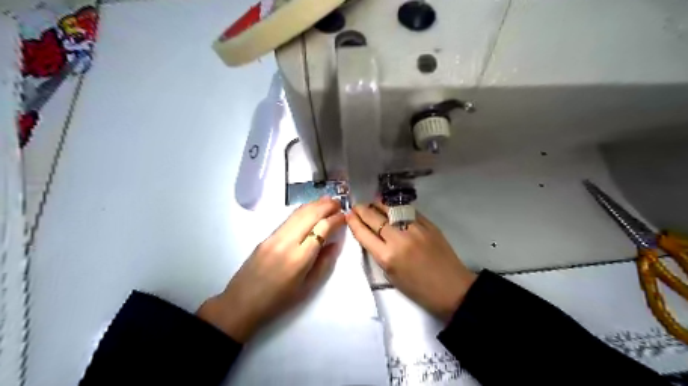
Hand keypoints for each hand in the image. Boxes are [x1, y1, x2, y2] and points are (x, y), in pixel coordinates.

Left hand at [199, 197, 349, 341]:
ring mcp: (274, 237)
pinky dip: (303, 210)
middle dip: (326, 206)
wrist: (242, 303)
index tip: (345, 217)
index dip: (335, 220)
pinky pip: (289, 218)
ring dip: (315, 204)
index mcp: (299, 258)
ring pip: (298, 213)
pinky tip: (310, 209)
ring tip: (328, 200)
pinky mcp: (266, 236)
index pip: (322, 229)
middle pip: (310, 215)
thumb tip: (335, 243)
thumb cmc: (279, 301)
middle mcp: (287, 242)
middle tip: (339, 203)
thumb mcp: (308, 287)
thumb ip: (324, 263)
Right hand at [347, 204, 476, 321]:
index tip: (348, 215)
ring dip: (378, 205)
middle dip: (362, 210)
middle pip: (374, 219)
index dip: (354, 223)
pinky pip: (408, 211)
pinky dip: (397, 208)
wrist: (452, 288)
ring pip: (391, 210)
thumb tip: (372, 236)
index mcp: (387, 257)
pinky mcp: (428, 224)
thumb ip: (379, 254)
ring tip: (372, 202)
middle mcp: (399, 239)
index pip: (364, 234)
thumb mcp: (391, 276)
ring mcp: (415, 229)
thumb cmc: (419, 289)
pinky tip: (392, 207)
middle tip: (356, 206)